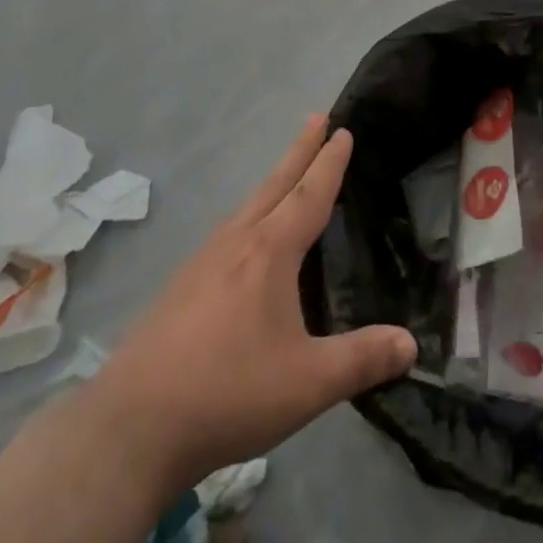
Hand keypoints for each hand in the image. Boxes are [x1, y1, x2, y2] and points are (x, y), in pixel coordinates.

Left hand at [88, 117, 417, 501]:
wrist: (131, 425)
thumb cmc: (228, 392)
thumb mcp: (307, 383)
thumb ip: (361, 360)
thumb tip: (411, 343)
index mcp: (270, 252)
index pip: (309, 194)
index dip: (329, 163)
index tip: (342, 130)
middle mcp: (237, 242)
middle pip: (275, 184)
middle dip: (299, 150)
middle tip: (316, 117)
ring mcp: (202, 262)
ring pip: (247, 207)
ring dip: (273, 182)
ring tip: (287, 175)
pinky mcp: (180, 287)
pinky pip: (227, 233)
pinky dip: (249, 216)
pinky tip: (244, 241)